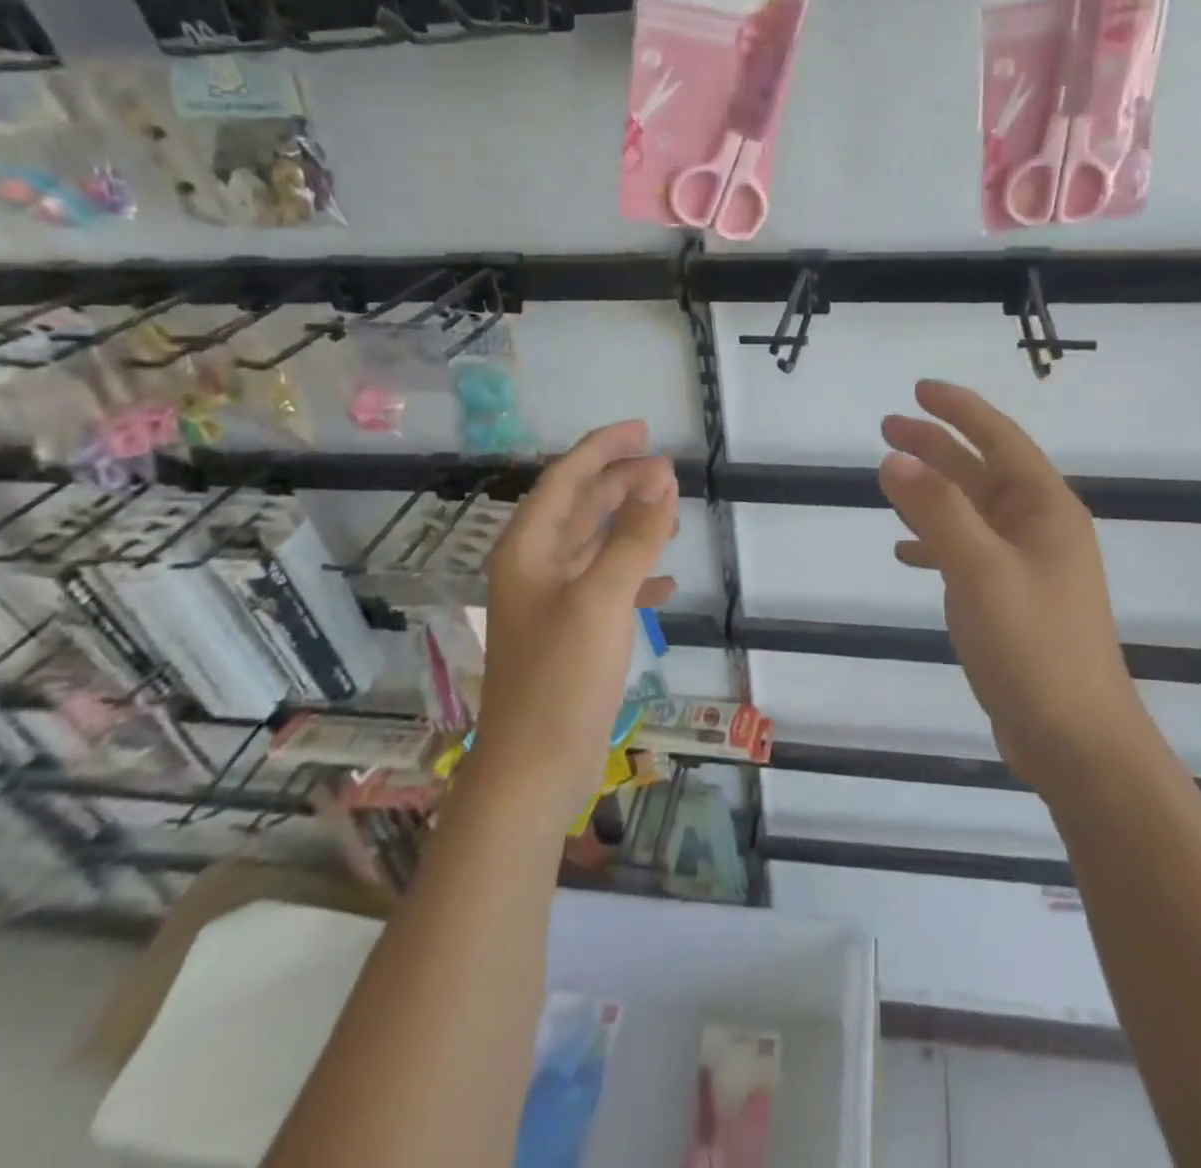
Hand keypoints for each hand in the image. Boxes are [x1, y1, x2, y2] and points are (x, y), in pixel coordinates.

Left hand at [474, 421, 678, 829]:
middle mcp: (535, 568)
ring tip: (670, 516)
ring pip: (594, 545)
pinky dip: (635, 575)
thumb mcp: (602, 598)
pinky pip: (606, 586)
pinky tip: (665, 583)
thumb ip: (634, 536)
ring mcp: (552, 603)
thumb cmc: (562, 677)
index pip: (565, 479)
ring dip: (630, 525)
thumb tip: (662, 477)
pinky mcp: (570, 634)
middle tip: (668, 472)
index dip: (602, 449)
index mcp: (529, 550)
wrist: (534, 769)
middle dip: (621, 484)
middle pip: (580, 507)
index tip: (643, 430)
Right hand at [880, 380, 1135, 786]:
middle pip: (981, 471)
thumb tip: (894, 458)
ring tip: (888, 477)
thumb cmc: (1033, 647)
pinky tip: (906, 551)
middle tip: (887, 428)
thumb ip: (937, 511)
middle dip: (936, 446)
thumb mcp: (980, 571)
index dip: (960, 409)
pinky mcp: (1011, 599)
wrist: (1074, 738)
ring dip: (932, 491)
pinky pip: (967, 552)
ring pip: (971, 511)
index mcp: (1045, 509)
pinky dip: (936, 543)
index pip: (1000, 439)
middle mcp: (1039, 528)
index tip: (919, 390)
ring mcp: (1026, 565)